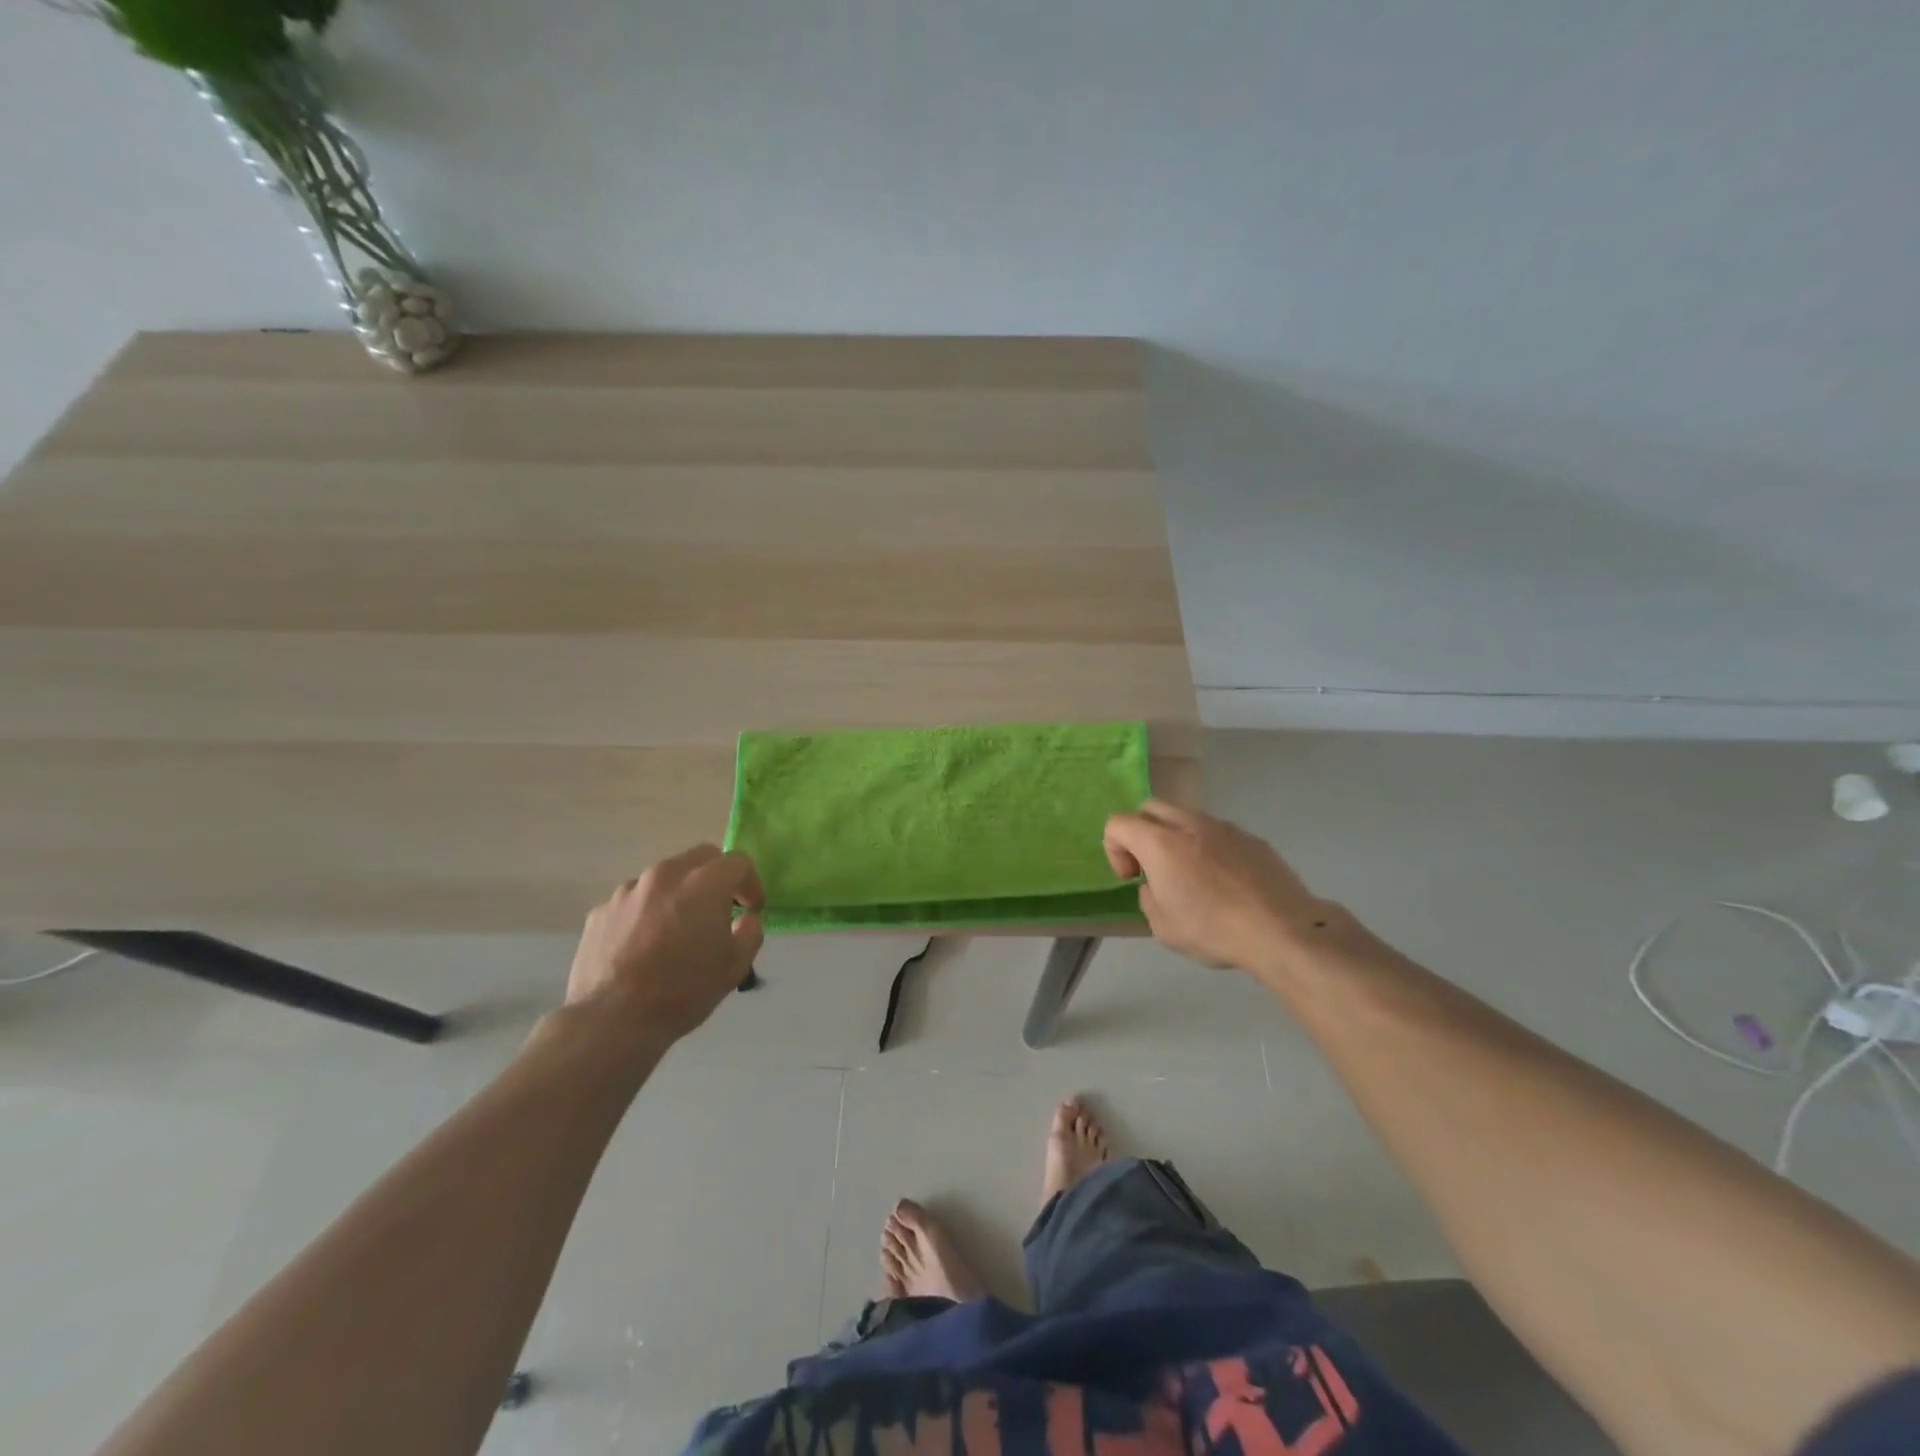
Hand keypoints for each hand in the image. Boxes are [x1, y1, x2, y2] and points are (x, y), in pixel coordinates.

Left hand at [565, 845, 765, 1045]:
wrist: (612, 1019)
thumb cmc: (683, 990)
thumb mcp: (735, 966)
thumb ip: (750, 932)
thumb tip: (746, 918)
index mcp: (704, 883)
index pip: (738, 862)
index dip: (751, 883)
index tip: (751, 908)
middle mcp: (666, 874)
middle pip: (701, 857)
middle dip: (717, 876)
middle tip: (720, 908)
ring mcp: (628, 890)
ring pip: (665, 877)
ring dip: (680, 892)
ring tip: (678, 928)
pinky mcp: (601, 910)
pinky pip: (635, 901)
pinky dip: (648, 912)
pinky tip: (645, 945)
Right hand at [1103, 801, 1331, 974]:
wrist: (1282, 930)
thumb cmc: (1213, 929)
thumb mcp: (1162, 926)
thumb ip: (1148, 897)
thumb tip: (1155, 884)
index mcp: (1159, 842)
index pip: (1118, 823)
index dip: (1114, 849)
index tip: (1131, 878)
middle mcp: (1189, 823)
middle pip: (1150, 808)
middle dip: (1141, 832)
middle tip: (1152, 867)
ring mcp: (1224, 827)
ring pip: (1186, 817)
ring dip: (1177, 838)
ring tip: (1192, 876)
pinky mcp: (1252, 838)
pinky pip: (1218, 833)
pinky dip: (1209, 848)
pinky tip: (1226, 883)